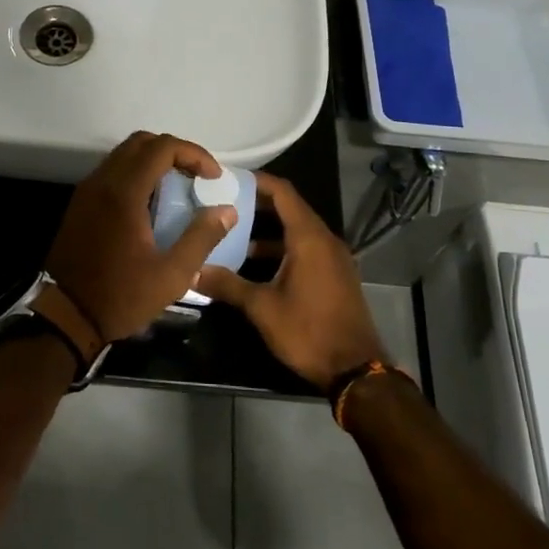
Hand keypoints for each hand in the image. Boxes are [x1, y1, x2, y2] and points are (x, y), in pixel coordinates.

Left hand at [46, 132, 237, 343]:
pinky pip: (111, 172)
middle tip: (196, 176)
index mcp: (124, 193)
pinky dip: (135, 174)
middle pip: (141, 142)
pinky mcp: (80, 204)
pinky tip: (151, 203)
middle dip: (174, 151)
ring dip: (153, 161)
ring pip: (123, 155)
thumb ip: (201, 238)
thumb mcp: (172, 275)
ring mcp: (87, 191)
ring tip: (178, 187)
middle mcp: (102, 181)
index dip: (193, 154)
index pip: (162, 147)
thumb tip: (226, 211)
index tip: (213, 176)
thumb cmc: (121, 296)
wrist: (66, 315)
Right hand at [197, 174, 383, 390]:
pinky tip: (255, 264)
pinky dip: (282, 248)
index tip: (228, 178)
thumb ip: (227, 285)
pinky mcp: (335, 275)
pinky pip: (306, 249)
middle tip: (223, 204)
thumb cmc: (308, 331)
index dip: (256, 181)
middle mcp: (324, 240)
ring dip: (268, 230)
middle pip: (290, 208)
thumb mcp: (262, 308)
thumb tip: (193, 270)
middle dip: (257, 204)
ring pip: (297, 231)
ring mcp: (333, 258)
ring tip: (232, 234)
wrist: (355, 369)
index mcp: (309, 238)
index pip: (282, 192)